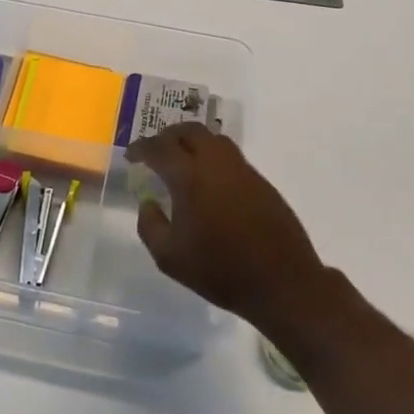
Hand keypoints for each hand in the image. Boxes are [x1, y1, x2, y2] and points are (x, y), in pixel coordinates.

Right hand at [128, 123, 327, 334]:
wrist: (282, 282)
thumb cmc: (220, 271)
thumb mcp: (170, 258)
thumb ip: (150, 226)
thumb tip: (148, 203)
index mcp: (190, 178)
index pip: (160, 148)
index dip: (141, 148)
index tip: (131, 155)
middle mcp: (216, 164)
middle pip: (190, 131)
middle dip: (168, 136)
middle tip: (156, 151)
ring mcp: (243, 170)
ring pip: (214, 139)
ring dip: (193, 142)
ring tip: (182, 160)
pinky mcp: (261, 181)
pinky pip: (231, 156)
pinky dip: (213, 157)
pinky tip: (209, 181)